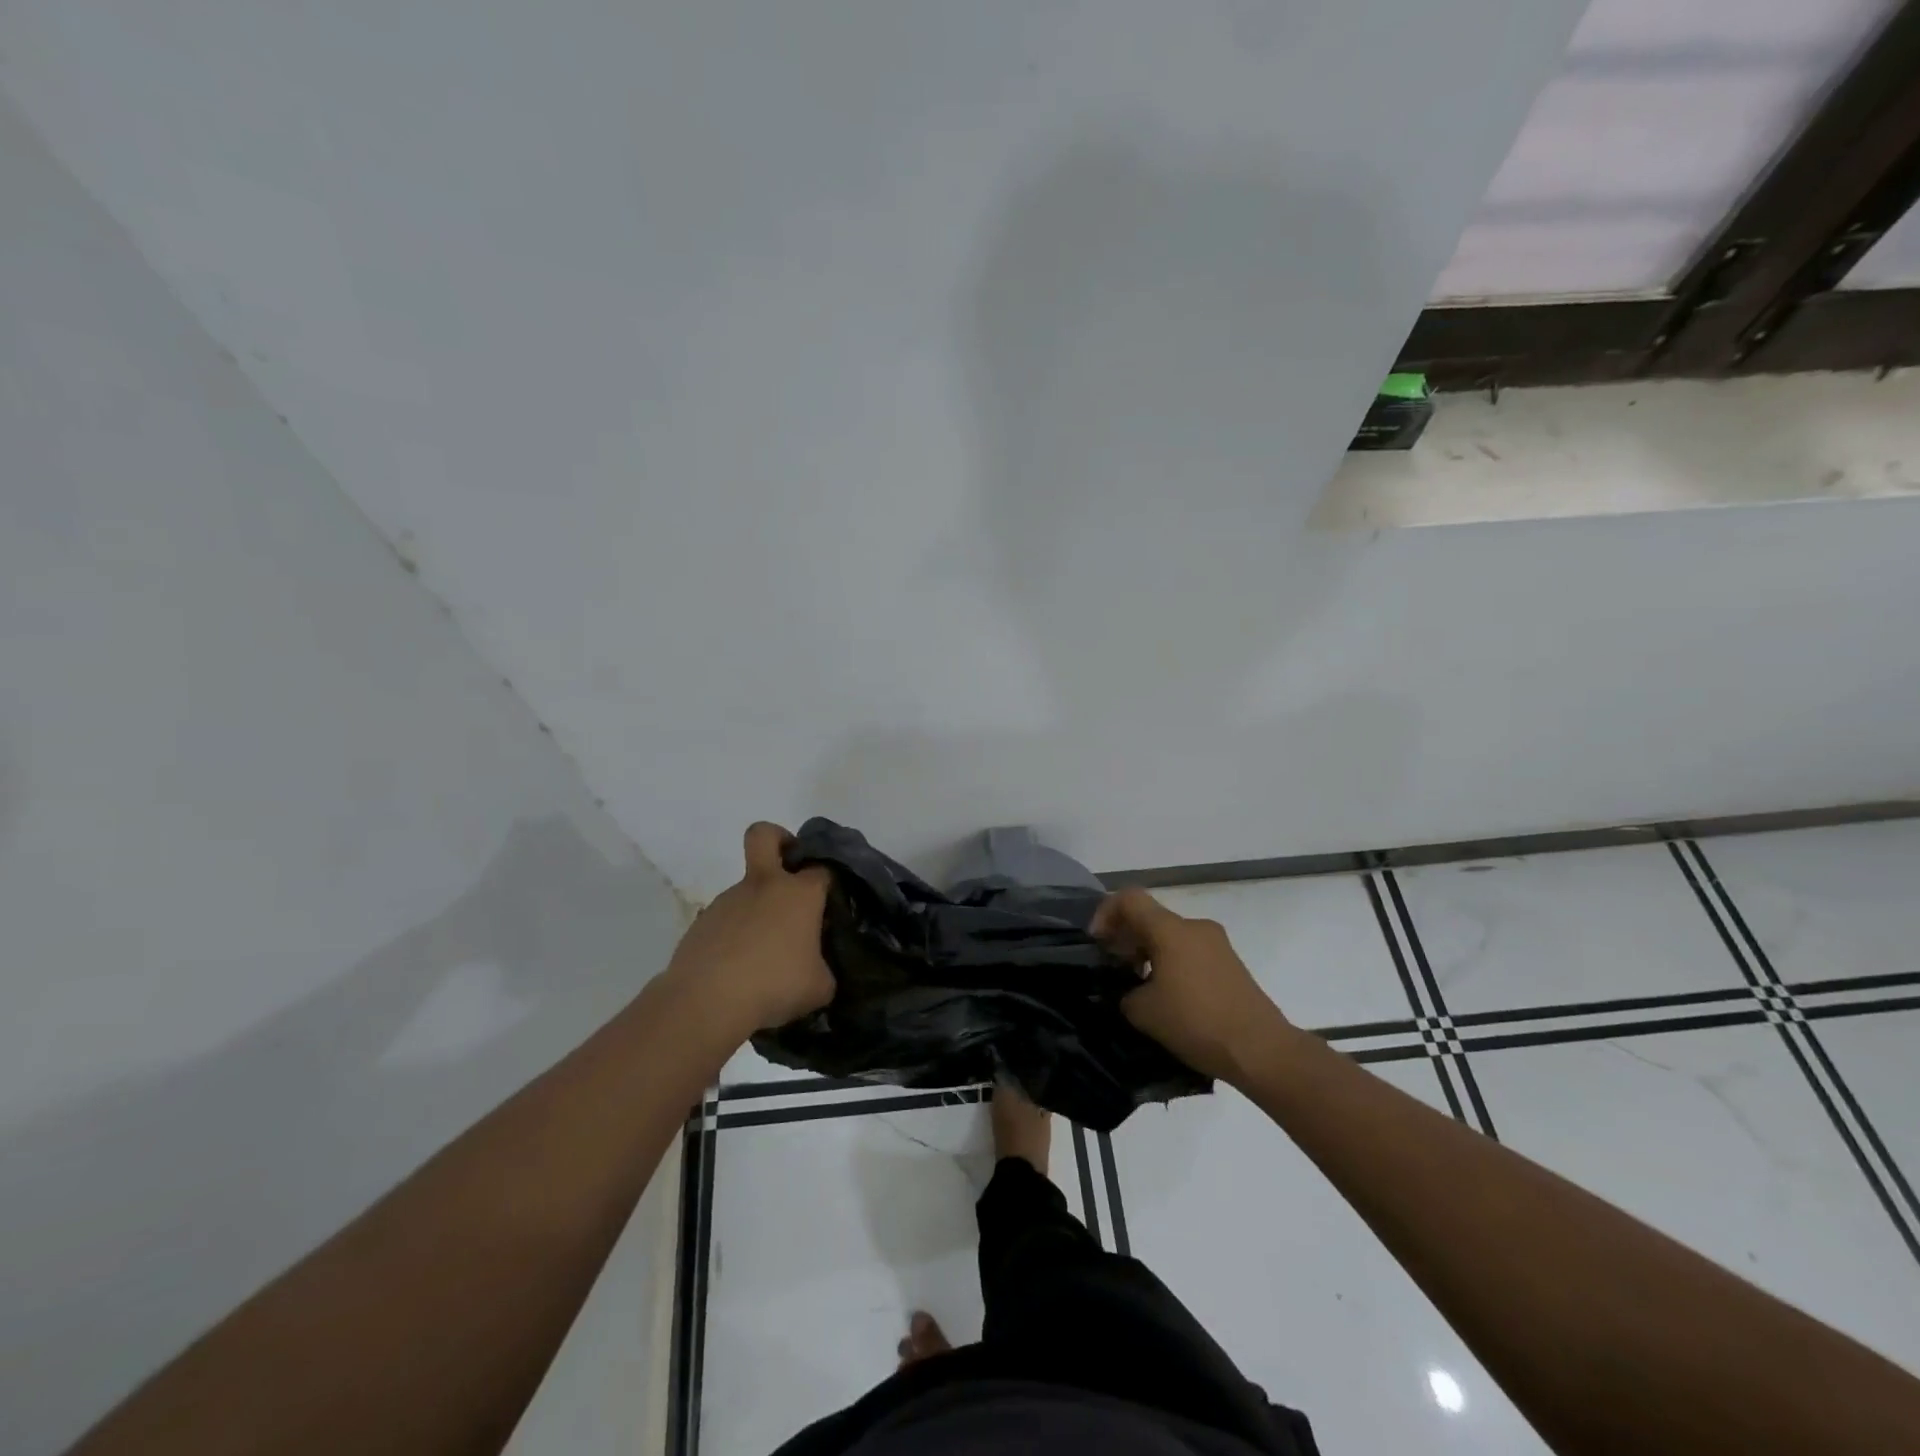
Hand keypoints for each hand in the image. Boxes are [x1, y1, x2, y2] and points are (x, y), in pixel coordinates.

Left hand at [665, 823, 834, 1036]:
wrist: (706, 1001)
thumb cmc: (774, 985)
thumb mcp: (820, 987)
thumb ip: (824, 969)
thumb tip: (816, 968)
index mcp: (799, 893)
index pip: (822, 870)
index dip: (828, 884)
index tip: (829, 908)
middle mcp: (764, 886)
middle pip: (765, 835)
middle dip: (779, 840)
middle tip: (789, 869)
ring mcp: (728, 900)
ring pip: (747, 889)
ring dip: (758, 909)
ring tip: (763, 956)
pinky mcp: (702, 922)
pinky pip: (727, 920)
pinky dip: (735, 936)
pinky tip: (738, 969)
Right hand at [1092, 888, 1292, 1083]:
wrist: (1262, 1050)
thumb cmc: (1197, 1022)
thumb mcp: (1145, 1013)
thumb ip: (1127, 994)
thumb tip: (1131, 992)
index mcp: (1171, 929)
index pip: (1130, 899)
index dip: (1106, 913)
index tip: (1098, 943)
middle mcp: (1195, 927)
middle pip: (1151, 918)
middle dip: (1127, 938)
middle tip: (1115, 968)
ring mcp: (1218, 945)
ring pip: (1172, 937)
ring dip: (1150, 953)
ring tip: (1141, 988)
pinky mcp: (1232, 965)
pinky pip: (1192, 953)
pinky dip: (1173, 965)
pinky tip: (1170, 999)